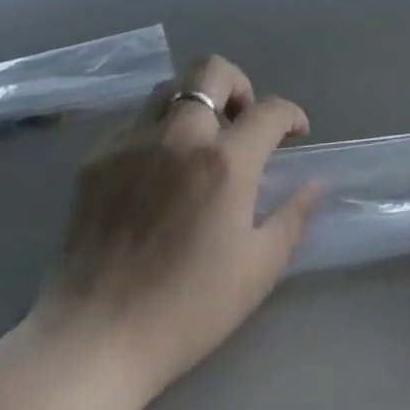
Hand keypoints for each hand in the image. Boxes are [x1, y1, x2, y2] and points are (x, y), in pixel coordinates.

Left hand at [27, 56, 323, 396]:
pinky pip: (135, 122)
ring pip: (170, 88)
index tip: (295, 133)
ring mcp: (132, 143)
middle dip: (239, 85)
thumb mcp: (258, 268)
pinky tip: (159, 171)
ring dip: (196, 102)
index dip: (291, 115)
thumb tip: (316, 183)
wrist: (93, 339)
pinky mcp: (96, 159)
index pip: (270, 110)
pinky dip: (157, 131)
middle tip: (243, 123)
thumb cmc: (187, 308)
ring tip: (201, 142)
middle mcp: (179, 136)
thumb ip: (294, 216)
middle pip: (212, 70)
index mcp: (225, 161)